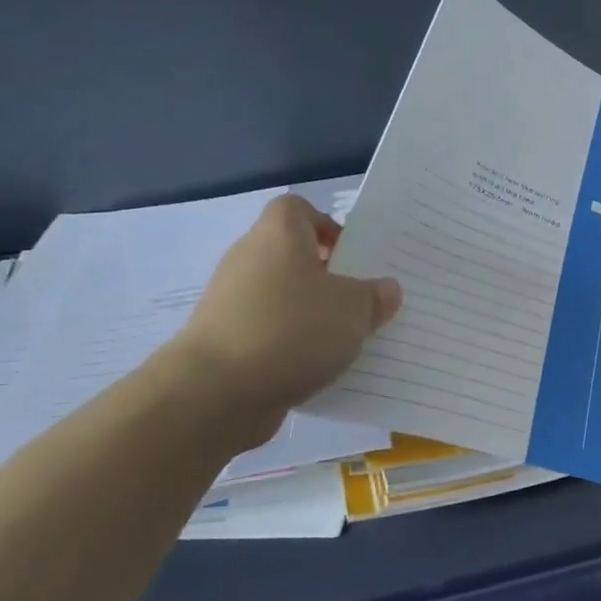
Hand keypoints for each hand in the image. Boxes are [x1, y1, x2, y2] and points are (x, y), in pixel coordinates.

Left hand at [166, 195, 401, 444]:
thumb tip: (385, 289)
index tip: (352, 255)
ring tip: (347, 339)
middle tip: (362, 300)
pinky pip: (271, 332)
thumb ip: (375, 296)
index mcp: (278, 236)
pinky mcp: (226, 341)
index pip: (297, 208)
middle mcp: (249, 260)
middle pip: (292, 256)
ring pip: (283, 298)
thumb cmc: (292, 329)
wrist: (216, 392)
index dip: (326, 225)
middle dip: (328, 276)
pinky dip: (293, 345)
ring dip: (312, 314)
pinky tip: (319, 367)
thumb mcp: (355, 309)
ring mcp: (232, 302)